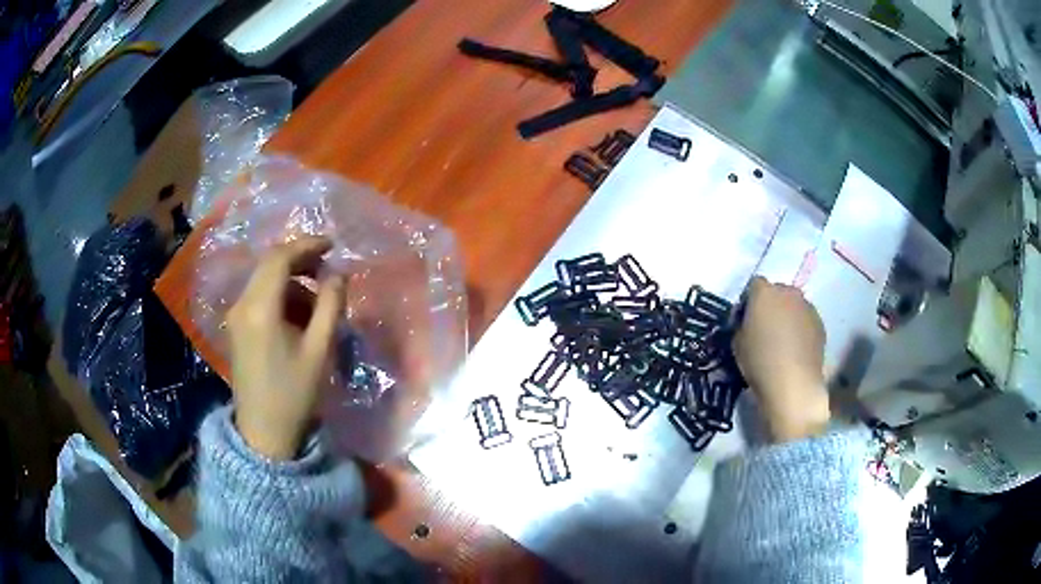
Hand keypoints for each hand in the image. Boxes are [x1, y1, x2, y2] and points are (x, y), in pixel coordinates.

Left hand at [226, 237, 345, 459]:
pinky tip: (298, 317)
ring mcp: (236, 316)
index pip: (280, 257)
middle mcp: (242, 304)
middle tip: (328, 270)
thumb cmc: (294, 394)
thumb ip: (331, 306)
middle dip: (300, 261)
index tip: (332, 246)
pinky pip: (259, 298)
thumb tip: (338, 275)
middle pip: (269, 265)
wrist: (264, 434)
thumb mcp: (320, 350)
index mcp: (261, 308)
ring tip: (318, 303)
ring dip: (292, 282)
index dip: (307, 245)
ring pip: (264, 281)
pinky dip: (280, 297)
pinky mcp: (237, 329)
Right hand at [733, 277, 829, 442]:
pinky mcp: (820, 324)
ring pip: (794, 306)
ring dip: (787, 317)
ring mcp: (807, 307)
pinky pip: (806, 321)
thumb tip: (749, 323)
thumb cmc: (759, 362)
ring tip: (783, 342)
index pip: (754, 285)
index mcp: (764, 292)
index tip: (746, 320)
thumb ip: (742, 325)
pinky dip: (800, 329)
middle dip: (771, 306)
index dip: (749, 301)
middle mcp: (788, 292)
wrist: (793, 383)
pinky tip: (795, 350)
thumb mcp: (737, 342)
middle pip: (777, 292)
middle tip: (765, 329)